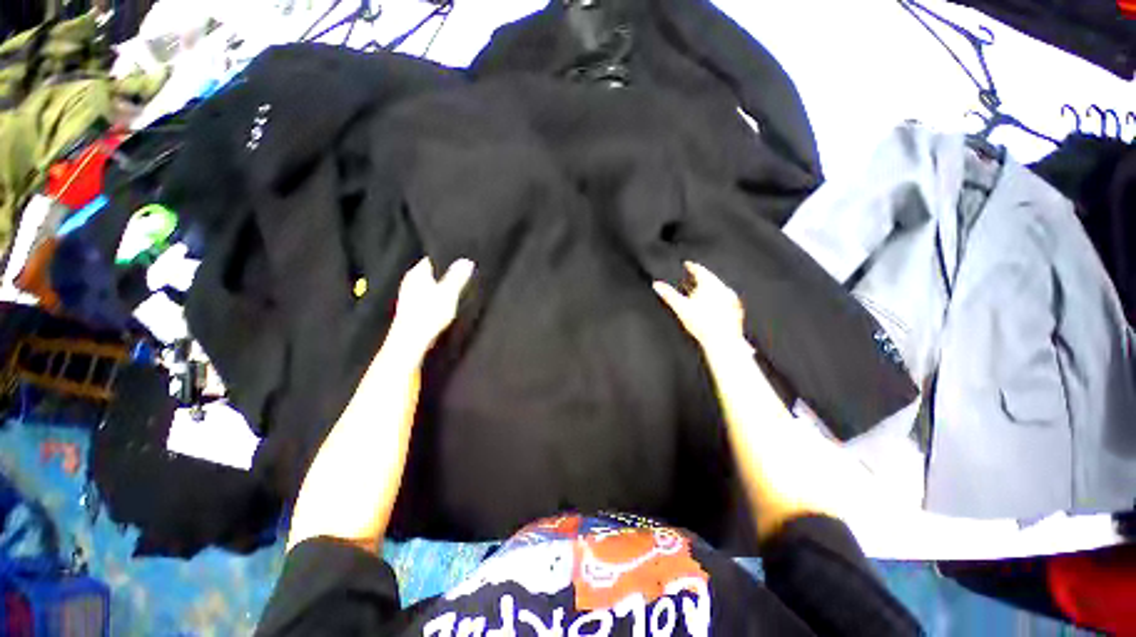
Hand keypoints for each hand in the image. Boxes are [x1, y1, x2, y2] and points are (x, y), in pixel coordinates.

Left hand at [388, 257, 474, 353]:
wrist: (411, 341)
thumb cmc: (428, 315)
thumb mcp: (449, 293)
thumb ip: (458, 277)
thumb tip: (466, 261)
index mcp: (417, 273)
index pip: (432, 259)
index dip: (446, 260)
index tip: (460, 263)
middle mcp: (410, 282)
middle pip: (431, 273)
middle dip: (444, 275)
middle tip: (462, 277)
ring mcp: (408, 296)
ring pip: (428, 286)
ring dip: (440, 288)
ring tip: (455, 292)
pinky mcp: (411, 309)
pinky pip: (426, 298)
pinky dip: (435, 300)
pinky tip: (444, 307)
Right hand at [653, 261, 748, 352]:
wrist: (723, 341)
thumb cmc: (702, 324)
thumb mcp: (681, 307)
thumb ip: (669, 295)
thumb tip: (657, 285)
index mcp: (709, 284)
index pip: (699, 269)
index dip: (691, 266)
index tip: (687, 264)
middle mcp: (722, 288)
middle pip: (709, 278)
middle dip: (699, 277)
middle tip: (691, 278)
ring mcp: (731, 298)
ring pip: (718, 287)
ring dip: (708, 288)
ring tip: (699, 293)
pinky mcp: (736, 308)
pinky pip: (725, 298)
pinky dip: (717, 298)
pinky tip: (712, 306)